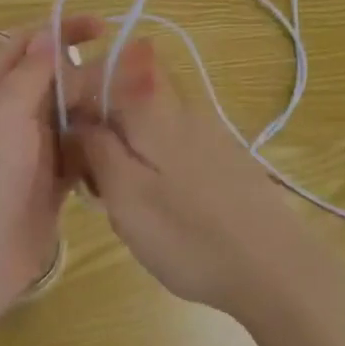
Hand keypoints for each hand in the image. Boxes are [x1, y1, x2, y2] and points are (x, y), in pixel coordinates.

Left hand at [0, 17, 103, 316]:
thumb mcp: (2, 113)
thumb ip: (29, 73)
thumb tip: (47, 32)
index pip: (28, 46)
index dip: (61, 31)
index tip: (102, 27)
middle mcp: (12, 116)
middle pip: (55, 81)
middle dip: (89, 71)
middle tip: (132, 73)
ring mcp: (32, 151)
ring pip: (72, 116)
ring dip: (98, 107)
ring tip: (136, 103)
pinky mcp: (52, 183)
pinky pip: (80, 153)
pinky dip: (99, 144)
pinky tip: (125, 139)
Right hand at [60, 37, 338, 321]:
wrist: (275, 268)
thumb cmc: (188, 234)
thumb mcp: (125, 194)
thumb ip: (96, 147)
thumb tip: (76, 117)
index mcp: (152, 110)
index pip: (102, 77)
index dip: (77, 105)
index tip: (68, 149)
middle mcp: (182, 108)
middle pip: (125, 106)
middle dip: (103, 140)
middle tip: (100, 192)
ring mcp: (208, 133)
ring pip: (149, 132)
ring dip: (128, 161)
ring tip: (131, 212)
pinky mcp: (226, 159)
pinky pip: (174, 152)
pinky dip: (157, 174)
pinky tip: (166, 215)